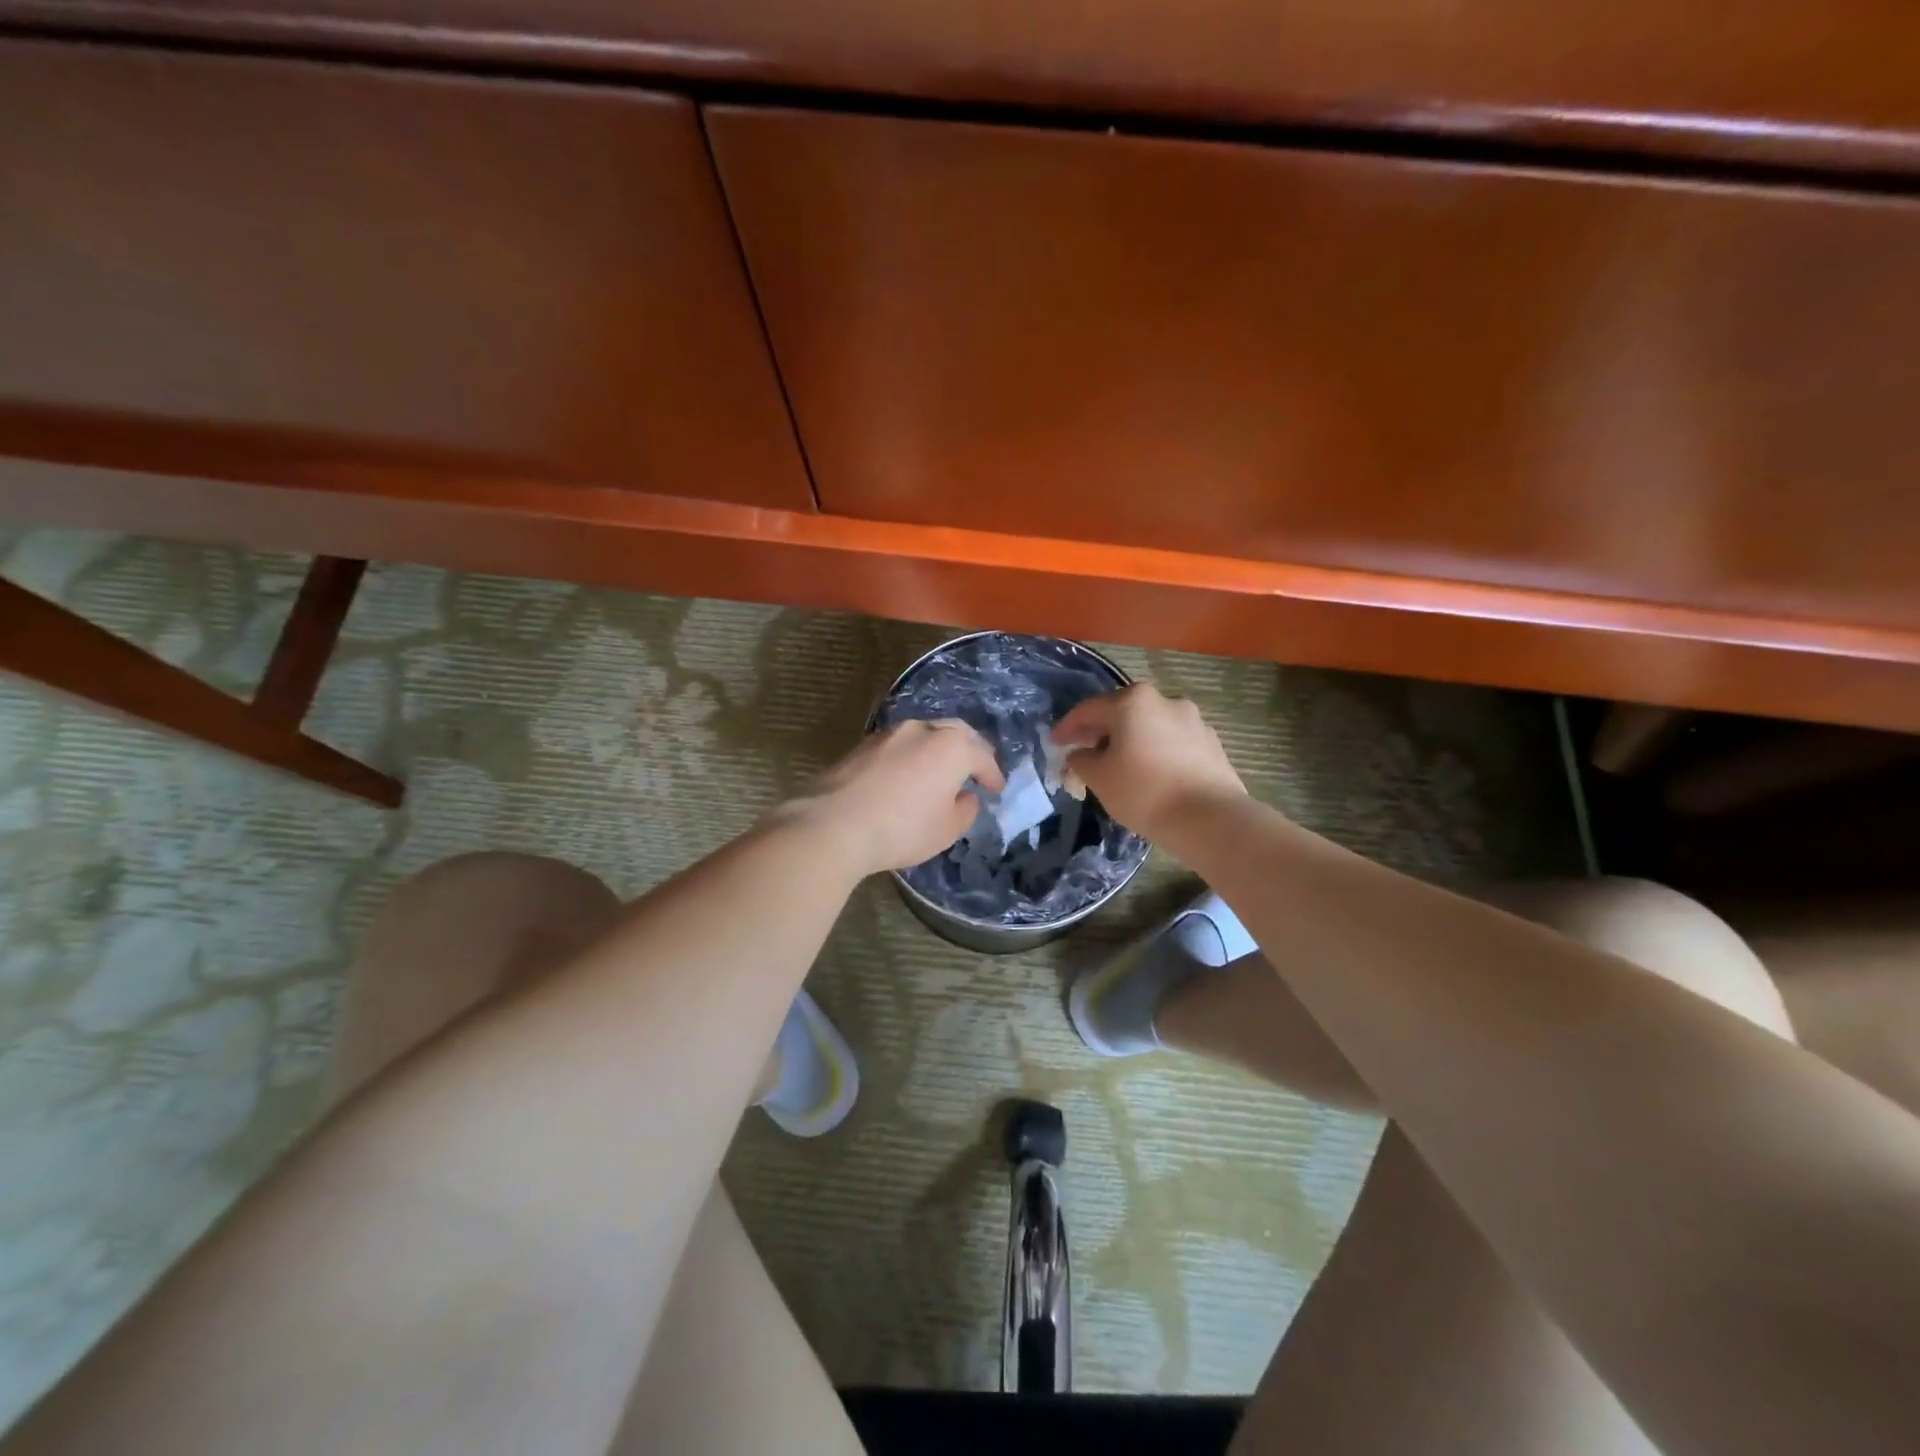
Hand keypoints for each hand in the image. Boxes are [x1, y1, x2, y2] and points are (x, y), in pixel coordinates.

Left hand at [784, 719, 1004, 875]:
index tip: (996, 789)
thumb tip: (964, 796)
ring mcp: (889, 734)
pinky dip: (911, 756)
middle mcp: (922, 730)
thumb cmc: (902, 829)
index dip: (992, 774)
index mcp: (951, 747)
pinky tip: (907, 775)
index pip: (982, 756)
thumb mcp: (946, 830)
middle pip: (955, 732)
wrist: (833, 824)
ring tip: (940, 771)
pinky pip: (899, 745)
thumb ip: (964, 810)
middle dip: (969, 749)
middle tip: (975, 768)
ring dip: (937, 749)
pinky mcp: (862, 745)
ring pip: (924, 734)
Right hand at [1050, 685, 1246, 840]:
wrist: (1210, 818)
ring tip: (1117, 765)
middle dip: (1099, 732)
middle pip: (1121, 713)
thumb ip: (1081, 760)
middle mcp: (1164, 700)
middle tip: (1083, 752)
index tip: (1054, 744)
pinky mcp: (1211, 743)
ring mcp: (1193, 720)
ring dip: (1129, 741)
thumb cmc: (1144, 791)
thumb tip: (1081, 754)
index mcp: (1132, 701)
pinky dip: (1154, 752)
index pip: (1088, 710)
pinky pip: (1171, 742)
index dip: (1067, 728)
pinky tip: (1149, 774)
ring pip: (1149, 727)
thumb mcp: (1098, 778)